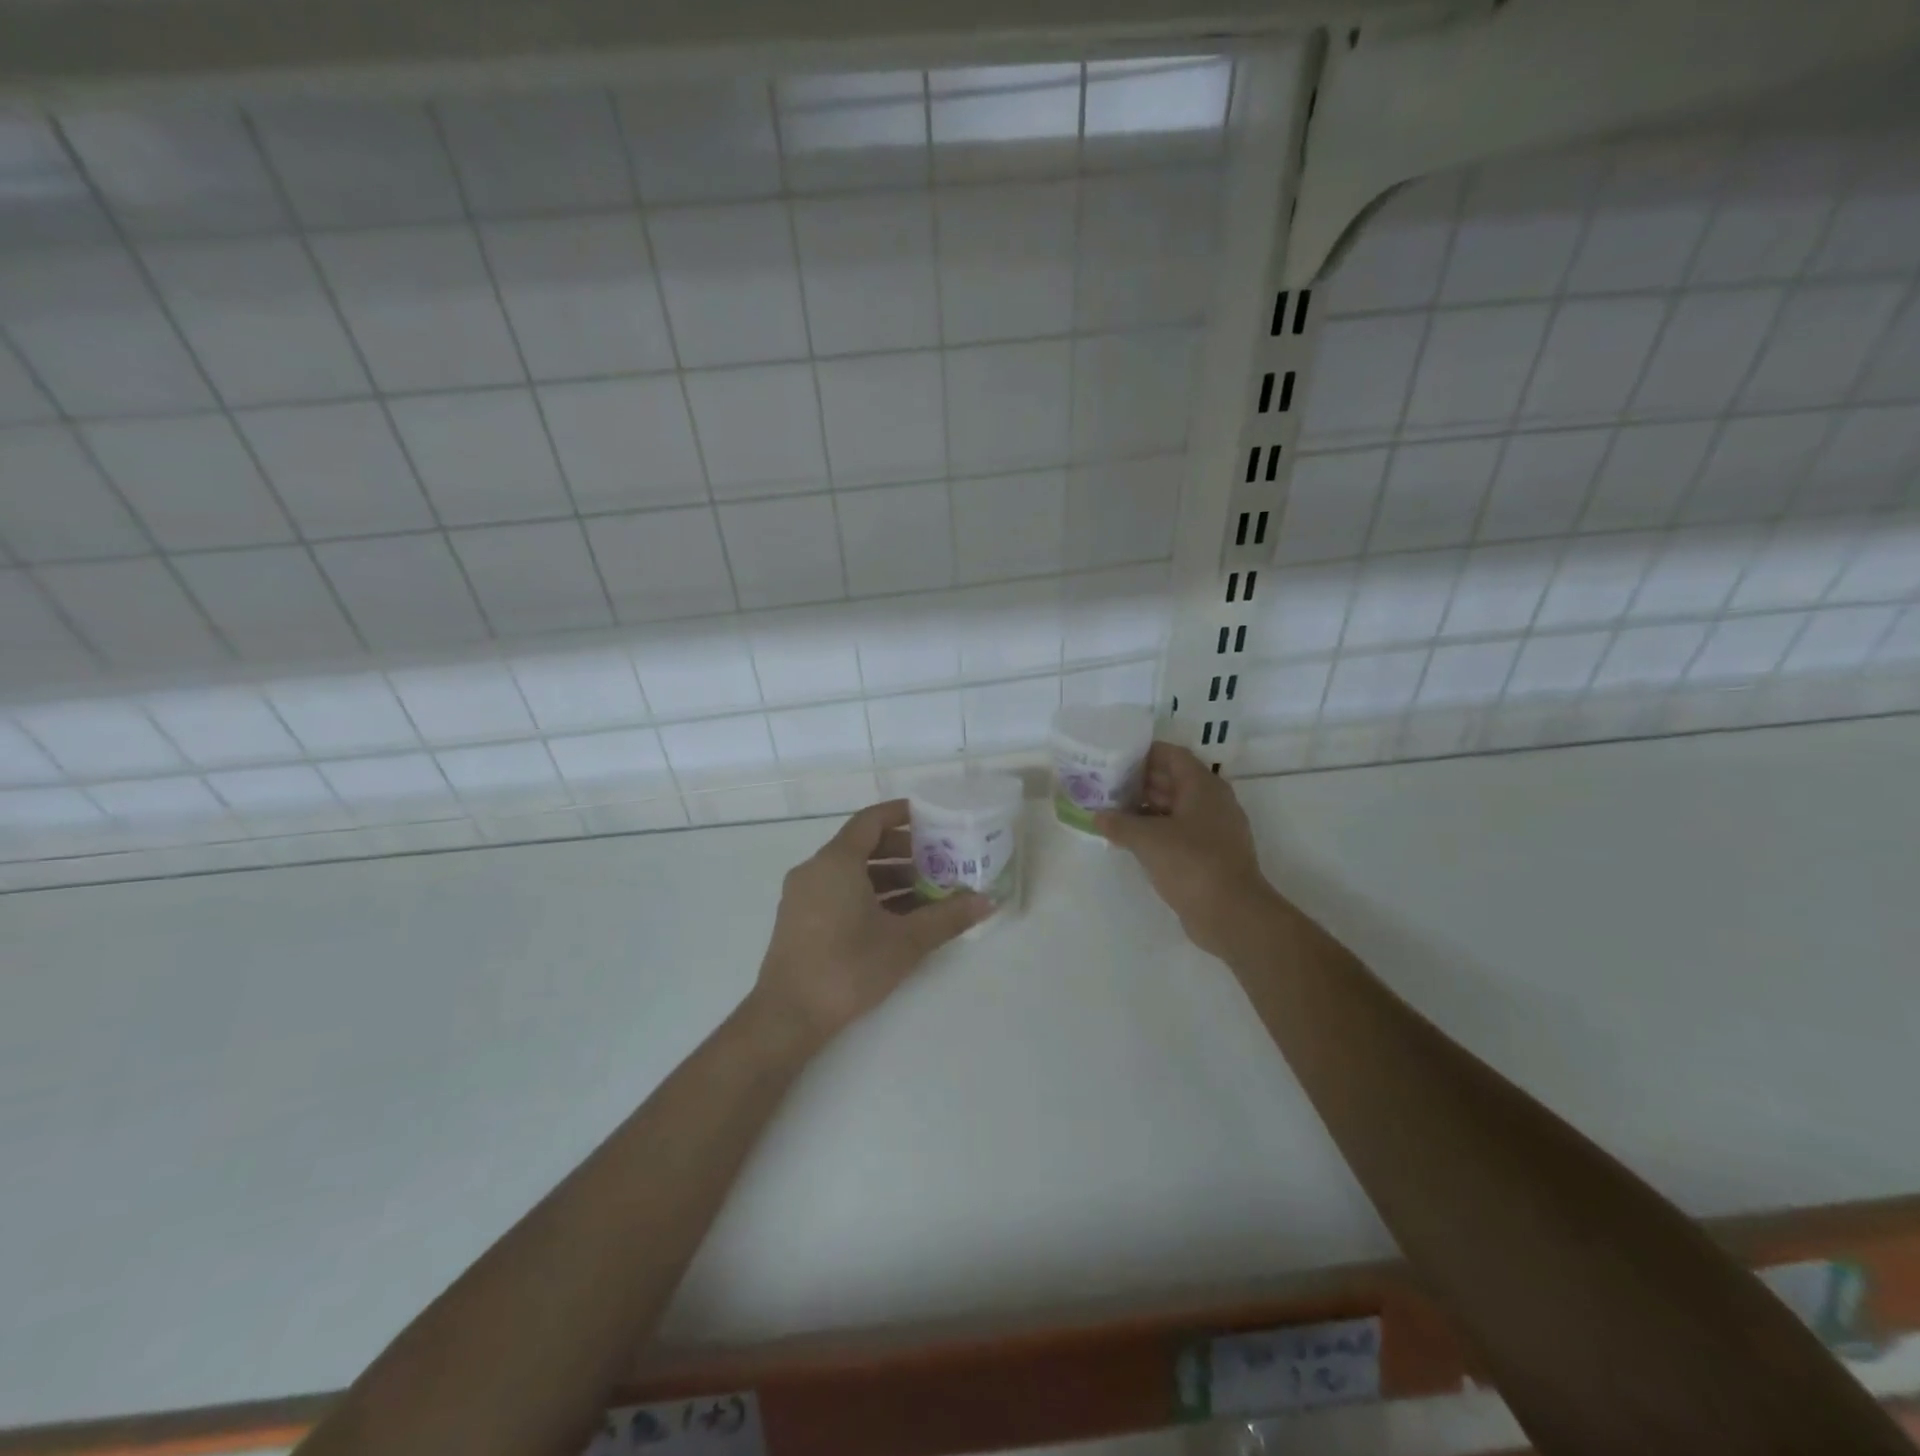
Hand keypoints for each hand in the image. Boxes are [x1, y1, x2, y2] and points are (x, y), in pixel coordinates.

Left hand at [751, 799, 990, 1047]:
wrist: (788, 1016)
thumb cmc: (848, 967)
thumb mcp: (905, 941)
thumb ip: (947, 917)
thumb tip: (986, 902)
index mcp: (836, 861)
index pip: (872, 820)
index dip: (902, 814)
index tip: (932, 818)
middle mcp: (815, 869)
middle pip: (863, 845)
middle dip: (903, 852)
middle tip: (939, 862)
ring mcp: (803, 895)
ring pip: (852, 872)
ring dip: (889, 878)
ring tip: (927, 895)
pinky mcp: (800, 919)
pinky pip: (839, 891)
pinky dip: (869, 895)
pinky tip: (898, 919)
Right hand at [1096, 743, 1275, 961]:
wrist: (1232, 914)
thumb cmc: (1191, 863)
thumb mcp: (1147, 839)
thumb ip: (1119, 823)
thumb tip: (1097, 816)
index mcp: (1202, 785)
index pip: (1171, 755)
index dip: (1143, 753)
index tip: (1114, 758)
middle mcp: (1212, 801)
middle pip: (1173, 780)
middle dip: (1139, 781)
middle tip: (1106, 785)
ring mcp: (1214, 829)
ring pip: (1175, 807)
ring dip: (1146, 808)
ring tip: (1112, 811)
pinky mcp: (1211, 854)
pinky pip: (1179, 831)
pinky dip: (1156, 830)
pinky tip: (1131, 840)